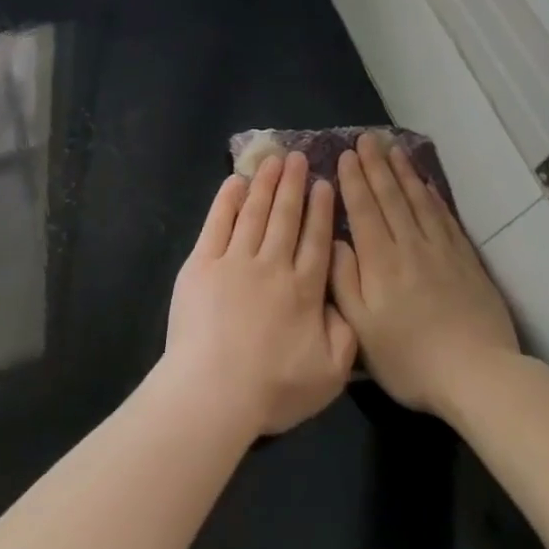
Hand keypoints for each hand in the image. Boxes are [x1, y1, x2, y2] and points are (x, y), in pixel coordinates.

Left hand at [163, 152, 357, 436]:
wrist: (214, 390)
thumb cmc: (272, 388)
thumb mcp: (330, 373)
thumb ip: (344, 334)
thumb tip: (347, 302)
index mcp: (305, 290)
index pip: (316, 240)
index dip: (320, 210)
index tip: (324, 184)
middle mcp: (273, 266)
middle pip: (286, 218)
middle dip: (294, 185)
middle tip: (298, 157)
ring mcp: (234, 261)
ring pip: (255, 213)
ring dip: (265, 184)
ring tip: (273, 160)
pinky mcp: (202, 264)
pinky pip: (217, 223)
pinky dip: (227, 200)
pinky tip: (235, 182)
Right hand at [331, 133, 519, 415]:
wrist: (478, 375)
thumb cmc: (409, 358)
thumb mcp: (361, 329)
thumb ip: (343, 281)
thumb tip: (333, 242)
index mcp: (380, 262)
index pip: (364, 210)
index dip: (354, 181)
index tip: (346, 154)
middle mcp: (410, 247)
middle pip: (391, 197)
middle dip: (377, 166)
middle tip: (367, 138)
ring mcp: (442, 251)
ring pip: (419, 202)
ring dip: (404, 173)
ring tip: (394, 149)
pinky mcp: (466, 262)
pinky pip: (445, 218)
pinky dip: (433, 197)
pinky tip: (427, 185)